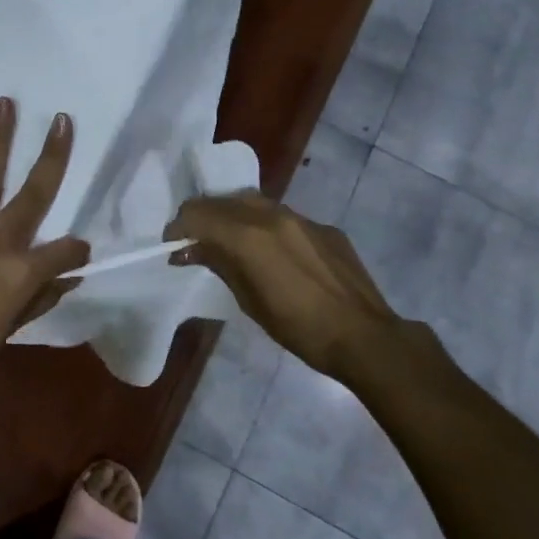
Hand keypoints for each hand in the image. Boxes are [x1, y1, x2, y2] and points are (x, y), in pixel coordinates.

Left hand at [0, 97, 90, 400]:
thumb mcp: (8, 330)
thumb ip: (38, 298)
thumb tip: (67, 278)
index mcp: (23, 271)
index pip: (65, 251)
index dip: (76, 251)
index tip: (79, 252)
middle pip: (35, 192)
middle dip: (53, 155)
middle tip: (62, 120)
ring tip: (5, 103)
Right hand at [164, 190, 443, 393]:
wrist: (365, 337)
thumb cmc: (299, 328)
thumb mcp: (248, 300)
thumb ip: (219, 264)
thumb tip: (189, 250)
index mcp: (248, 235)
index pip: (197, 213)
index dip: (179, 227)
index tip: (173, 247)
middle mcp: (272, 215)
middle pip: (222, 201)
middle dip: (202, 218)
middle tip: (195, 244)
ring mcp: (301, 218)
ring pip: (252, 202)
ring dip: (232, 217)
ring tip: (229, 244)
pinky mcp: (324, 227)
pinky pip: (283, 217)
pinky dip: (264, 226)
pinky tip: (271, 253)